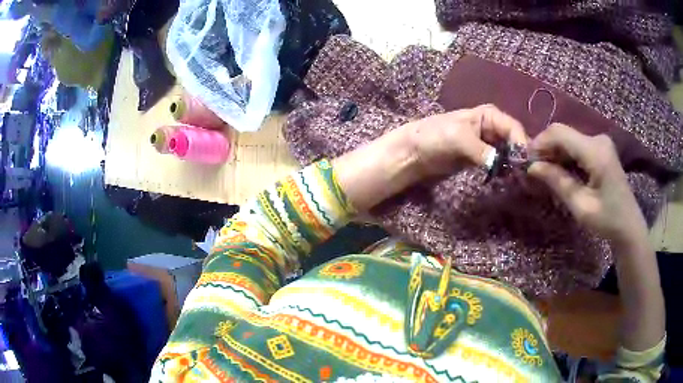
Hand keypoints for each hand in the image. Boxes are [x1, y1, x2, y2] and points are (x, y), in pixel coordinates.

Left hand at [333, 105, 526, 211]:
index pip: (513, 128)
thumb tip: (500, 164)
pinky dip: (503, 171)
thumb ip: (481, 150)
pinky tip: (507, 180)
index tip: (525, 165)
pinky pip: (498, 163)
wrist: (413, 153)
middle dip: (520, 156)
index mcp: (488, 115)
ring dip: (513, 165)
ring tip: (519, 181)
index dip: (522, 144)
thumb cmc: (433, 138)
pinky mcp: (481, 158)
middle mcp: (491, 127)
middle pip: (514, 141)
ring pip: (508, 153)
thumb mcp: (457, 139)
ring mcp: (487, 143)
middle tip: (526, 176)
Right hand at [527, 123, 647, 245]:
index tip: (526, 161)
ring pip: (569, 139)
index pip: (559, 133)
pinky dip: (565, 157)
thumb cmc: (608, 221)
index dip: (539, 142)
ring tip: (544, 173)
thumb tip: (532, 167)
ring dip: (555, 153)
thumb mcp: (581, 206)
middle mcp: (597, 139)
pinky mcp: (601, 149)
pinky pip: (577, 146)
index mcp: (595, 152)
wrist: (629, 226)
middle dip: (546, 149)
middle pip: (564, 134)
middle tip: (533, 170)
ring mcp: (600, 143)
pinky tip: (560, 172)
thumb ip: (558, 182)